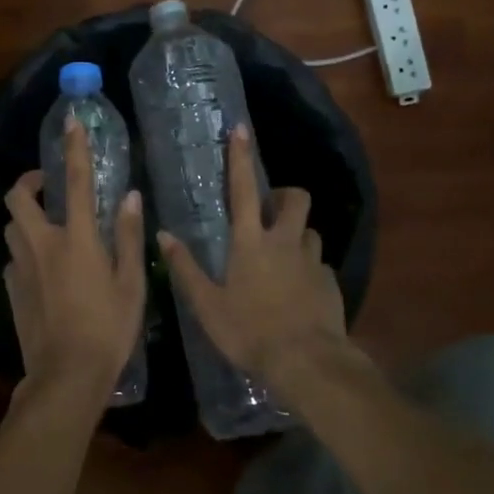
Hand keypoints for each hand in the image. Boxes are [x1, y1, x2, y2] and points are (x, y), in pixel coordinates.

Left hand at [3, 117, 145, 393]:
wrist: (66, 375)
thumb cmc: (108, 329)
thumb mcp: (131, 284)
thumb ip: (129, 237)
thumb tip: (130, 197)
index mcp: (76, 238)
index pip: (76, 181)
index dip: (74, 147)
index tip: (71, 121)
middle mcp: (42, 244)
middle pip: (18, 197)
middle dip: (29, 181)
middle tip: (49, 185)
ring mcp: (21, 267)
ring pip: (12, 227)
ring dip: (25, 218)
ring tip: (48, 227)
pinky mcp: (11, 290)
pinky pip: (14, 258)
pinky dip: (25, 252)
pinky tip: (43, 270)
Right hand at [158, 126, 346, 382]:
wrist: (307, 363)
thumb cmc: (250, 332)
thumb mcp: (207, 305)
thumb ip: (185, 268)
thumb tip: (163, 235)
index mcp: (250, 242)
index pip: (243, 190)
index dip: (240, 158)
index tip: (241, 130)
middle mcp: (285, 242)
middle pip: (296, 199)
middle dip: (285, 195)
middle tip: (270, 211)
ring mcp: (312, 261)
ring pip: (310, 231)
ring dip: (297, 234)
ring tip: (283, 255)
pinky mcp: (330, 283)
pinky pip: (319, 263)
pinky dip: (309, 267)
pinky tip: (299, 290)